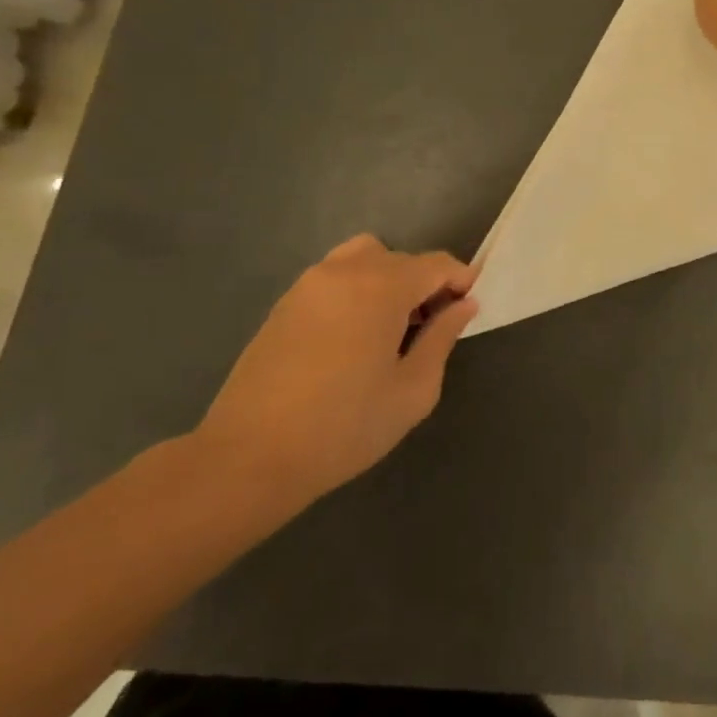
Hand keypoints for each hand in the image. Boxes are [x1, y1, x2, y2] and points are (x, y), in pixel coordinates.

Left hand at [192, 235, 477, 516]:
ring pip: (365, 258)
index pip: (436, 263)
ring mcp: (309, 285)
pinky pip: (336, 276)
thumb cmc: (344, 427)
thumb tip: (463, 305)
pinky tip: (355, 335)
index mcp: (382, 288)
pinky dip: (358, 289)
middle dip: (426, 283)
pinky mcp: (284, 304)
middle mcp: (345, 272)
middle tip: (433, 325)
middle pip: (402, 258)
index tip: (469, 307)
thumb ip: (443, 338)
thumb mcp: (413, 389)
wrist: (248, 459)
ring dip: (389, 279)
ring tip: (392, 325)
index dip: (460, 280)